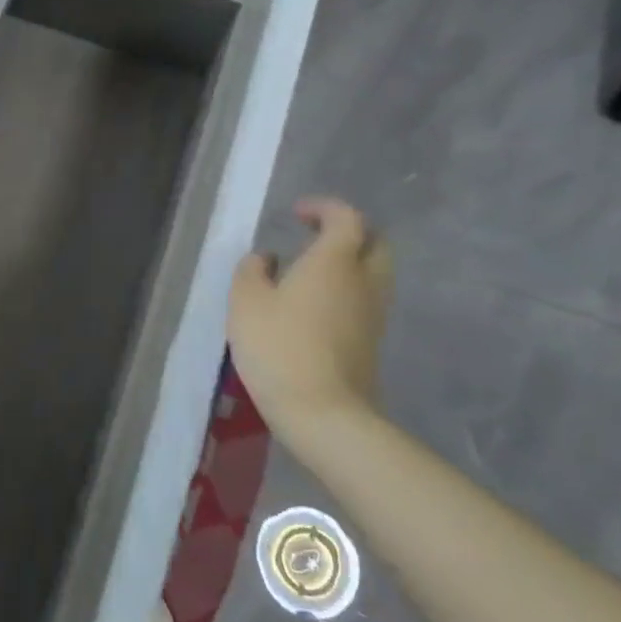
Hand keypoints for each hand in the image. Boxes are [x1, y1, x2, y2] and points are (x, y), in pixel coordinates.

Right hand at [228, 197, 392, 448]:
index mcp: (335, 261)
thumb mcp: (246, 301)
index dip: (324, 208)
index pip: (346, 218)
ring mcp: (373, 314)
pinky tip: (315, 305)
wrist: (323, 413)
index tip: (298, 214)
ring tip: (311, 271)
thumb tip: (267, 259)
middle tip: (315, 236)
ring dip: (350, 263)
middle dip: (349, 232)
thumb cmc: (279, 347)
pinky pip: (366, 300)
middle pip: (375, 242)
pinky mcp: (372, 342)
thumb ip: (252, 270)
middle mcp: (364, 281)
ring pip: (374, 273)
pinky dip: (348, 290)